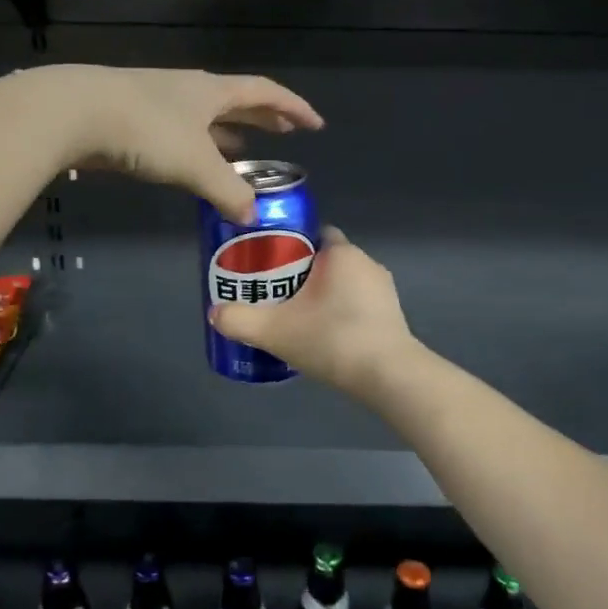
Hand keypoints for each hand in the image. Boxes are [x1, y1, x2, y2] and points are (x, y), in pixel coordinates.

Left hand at [33, 65, 323, 223]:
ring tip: (245, 150)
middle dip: (264, 117)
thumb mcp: (194, 164)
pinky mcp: (132, 119)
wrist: (73, 113)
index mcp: (212, 91)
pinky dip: (197, 147)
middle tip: (286, 133)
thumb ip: (227, 190)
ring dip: (228, 133)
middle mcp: (189, 90)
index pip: (265, 92)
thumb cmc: (145, 130)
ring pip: (205, 117)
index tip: (315, 124)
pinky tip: (193, 164)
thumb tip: (252, 216)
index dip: (293, 107)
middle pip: (236, 100)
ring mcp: (158, 102)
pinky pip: (179, 132)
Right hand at [209, 226, 415, 393]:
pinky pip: (359, 303)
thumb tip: (215, 313)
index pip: (313, 232)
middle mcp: (366, 262)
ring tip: (296, 316)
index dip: (289, 243)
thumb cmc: (332, 339)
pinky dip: (341, 312)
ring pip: (343, 283)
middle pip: (325, 259)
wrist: (388, 376)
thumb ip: (240, 320)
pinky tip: (325, 335)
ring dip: (323, 294)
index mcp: (341, 253)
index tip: (269, 263)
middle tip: (274, 293)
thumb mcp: (275, 331)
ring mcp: (383, 290)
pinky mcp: (392, 315)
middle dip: (301, 272)